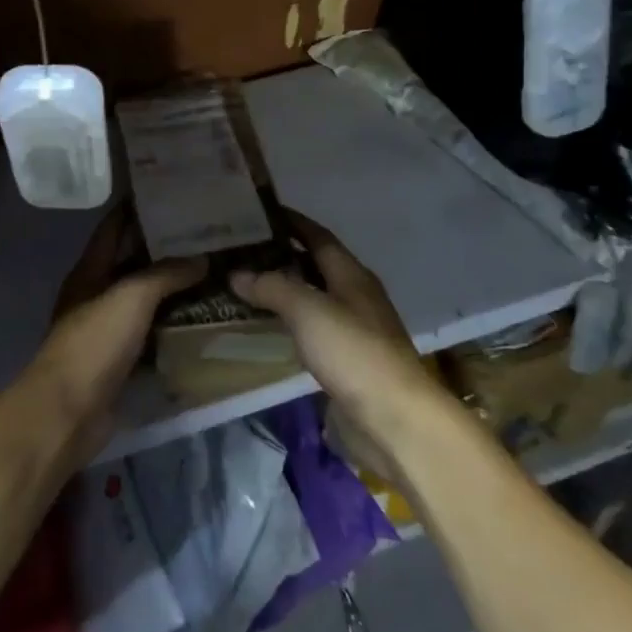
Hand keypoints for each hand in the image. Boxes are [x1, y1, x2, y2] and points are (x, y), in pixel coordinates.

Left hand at [26, 206, 204, 458]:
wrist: (69, 411)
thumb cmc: (94, 342)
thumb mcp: (130, 297)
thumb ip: (165, 274)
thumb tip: (202, 258)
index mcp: (89, 271)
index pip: (113, 227)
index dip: (136, 208)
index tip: (169, 192)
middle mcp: (97, 295)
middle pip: (132, 262)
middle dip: (165, 248)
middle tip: (207, 233)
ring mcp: (108, 330)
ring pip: (146, 300)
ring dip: (174, 288)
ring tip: (214, 270)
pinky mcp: (121, 361)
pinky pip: (152, 333)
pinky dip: (174, 325)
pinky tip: (204, 317)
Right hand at [229, 210, 453, 473]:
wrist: (394, 420)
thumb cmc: (354, 353)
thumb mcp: (308, 310)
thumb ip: (272, 287)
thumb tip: (237, 273)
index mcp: (352, 276)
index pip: (318, 236)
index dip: (292, 221)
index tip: (259, 211)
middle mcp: (354, 297)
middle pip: (315, 266)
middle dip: (281, 255)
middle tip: (240, 249)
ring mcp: (352, 331)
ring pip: (311, 299)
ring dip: (282, 289)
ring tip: (243, 284)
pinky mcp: (345, 362)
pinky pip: (310, 330)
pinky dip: (287, 322)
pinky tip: (264, 327)